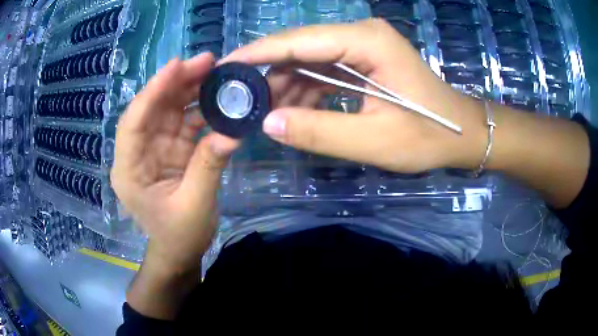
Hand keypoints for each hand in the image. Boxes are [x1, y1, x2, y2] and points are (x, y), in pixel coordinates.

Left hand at [111, 53, 238, 273]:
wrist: (179, 252)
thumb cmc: (179, 236)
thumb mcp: (194, 205)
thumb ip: (208, 166)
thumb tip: (232, 132)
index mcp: (129, 169)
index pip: (134, 121)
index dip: (153, 91)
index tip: (177, 65)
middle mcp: (138, 152)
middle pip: (153, 108)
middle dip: (177, 82)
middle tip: (207, 62)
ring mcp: (155, 148)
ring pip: (169, 110)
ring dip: (191, 90)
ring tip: (216, 72)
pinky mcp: (171, 149)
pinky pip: (185, 122)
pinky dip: (201, 109)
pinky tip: (218, 98)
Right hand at [221, 19, 487, 172]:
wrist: (461, 133)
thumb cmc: (429, 136)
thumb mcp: (374, 141)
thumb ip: (319, 131)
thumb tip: (268, 123)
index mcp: (366, 42)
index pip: (298, 41)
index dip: (256, 54)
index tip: (223, 68)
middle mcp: (360, 35)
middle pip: (299, 48)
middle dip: (268, 75)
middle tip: (241, 104)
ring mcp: (362, 47)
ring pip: (308, 61)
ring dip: (286, 87)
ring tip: (266, 116)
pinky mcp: (363, 61)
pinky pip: (323, 71)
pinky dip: (305, 91)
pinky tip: (294, 113)